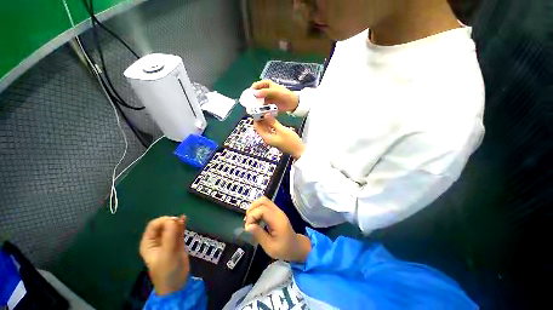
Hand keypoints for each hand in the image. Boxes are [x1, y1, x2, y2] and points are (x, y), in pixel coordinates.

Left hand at [140, 216, 189, 295]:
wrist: (177, 284)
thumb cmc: (168, 270)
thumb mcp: (168, 253)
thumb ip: (170, 236)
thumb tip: (174, 219)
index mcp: (148, 243)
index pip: (154, 225)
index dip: (164, 221)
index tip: (174, 223)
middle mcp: (157, 240)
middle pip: (163, 224)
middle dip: (171, 221)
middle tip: (180, 223)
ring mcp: (167, 241)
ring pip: (171, 227)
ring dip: (177, 222)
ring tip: (184, 221)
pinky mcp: (176, 243)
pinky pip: (178, 231)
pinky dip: (181, 225)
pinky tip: (185, 219)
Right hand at [245, 197, 310, 262]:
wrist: (296, 246)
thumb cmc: (284, 249)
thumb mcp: (270, 247)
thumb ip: (259, 235)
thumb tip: (248, 226)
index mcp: (277, 220)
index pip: (262, 209)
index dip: (252, 216)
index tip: (248, 228)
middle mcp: (277, 211)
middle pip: (262, 201)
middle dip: (252, 210)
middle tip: (248, 223)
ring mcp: (277, 210)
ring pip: (263, 200)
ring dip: (254, 208)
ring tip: (251, 221)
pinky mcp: (275, 211)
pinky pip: (264, 204)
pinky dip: (257, 209)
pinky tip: (255, 219)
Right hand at [251, 80, 298, 112]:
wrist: (293, 104)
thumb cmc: (285, 95)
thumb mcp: (275, 92)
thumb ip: (265, 92)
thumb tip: (254, 93)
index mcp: (266, 84)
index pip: (255, 86)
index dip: (251, 91)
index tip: (248, 97)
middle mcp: (264, 91)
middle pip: (255, 94)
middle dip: (252, 99)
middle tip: (250, 105)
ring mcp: (266, 99)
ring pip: (258, 101)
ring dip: (256, 105)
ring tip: (254, 110)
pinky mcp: (268, 105)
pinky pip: (262, 107)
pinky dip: (260, 109)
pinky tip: (259, 112)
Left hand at [253, 115, 304, 158]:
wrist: (298, 150)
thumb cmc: (291, 141)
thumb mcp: (282, 130)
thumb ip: (273, 122)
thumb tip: (266, 115)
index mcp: (266, 137)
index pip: (257, 127)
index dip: (257, 118)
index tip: (259, 110)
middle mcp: (267, 139)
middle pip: (261, 128)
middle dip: (261, 119)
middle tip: (264, 110)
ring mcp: (272, 139)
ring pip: (266, 128)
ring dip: (266, 121)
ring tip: (268, 112)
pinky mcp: (276, 138)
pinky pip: (271, 130)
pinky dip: (271, 125)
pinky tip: (273, 119)